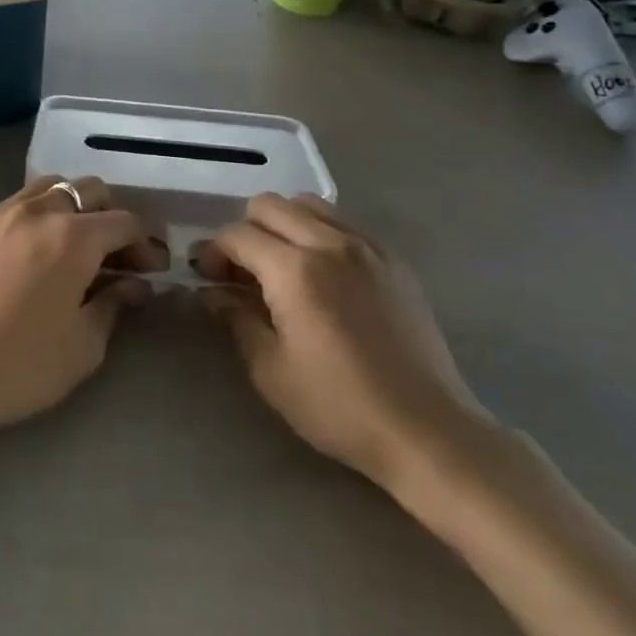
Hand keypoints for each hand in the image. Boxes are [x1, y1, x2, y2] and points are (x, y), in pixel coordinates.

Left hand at [0, 176, 166, 430]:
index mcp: (73, 237)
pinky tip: (37, 247)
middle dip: (111, 216)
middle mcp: (39, 211)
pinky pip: (18, 202)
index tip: (151, 270)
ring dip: (73, 206)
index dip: (144, 244)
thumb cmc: (23, 362)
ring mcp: (2, 213)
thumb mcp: (84, 345)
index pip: (124, 221)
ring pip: (51, 186)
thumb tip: (137, 286)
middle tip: (117, 254)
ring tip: (76, 242)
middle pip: (89, 190)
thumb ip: (115, 304)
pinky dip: (39, 214)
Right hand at [198, 194, 494, 497]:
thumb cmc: (339, 406)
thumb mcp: (270, 370)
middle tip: (241, 270)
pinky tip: (321, 273)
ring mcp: (368, 246)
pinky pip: (344, 222)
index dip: (213, 251)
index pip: (238, 235)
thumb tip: (212, 292)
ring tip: (280, 265)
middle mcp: (331, 243)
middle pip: (270, 204)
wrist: (427, 431)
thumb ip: (236, 319)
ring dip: (282, 224)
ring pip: (309, 204)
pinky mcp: (393, 260)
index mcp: (295, 270)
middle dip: (244, 230)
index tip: (208, 277)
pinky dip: (319, 232)